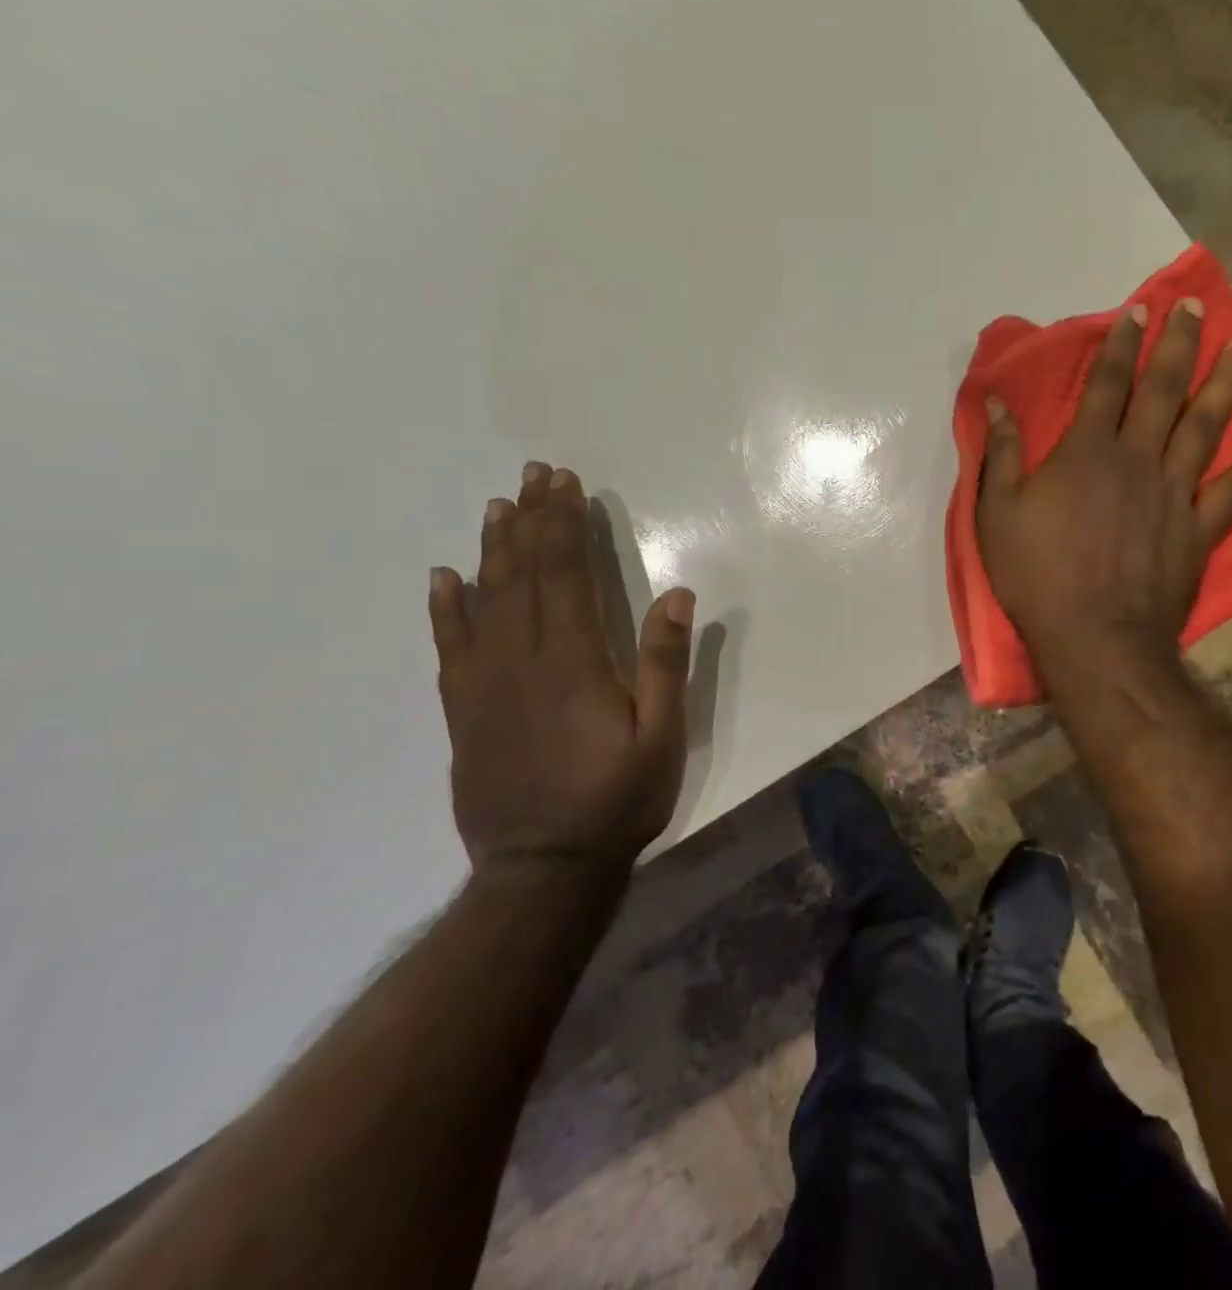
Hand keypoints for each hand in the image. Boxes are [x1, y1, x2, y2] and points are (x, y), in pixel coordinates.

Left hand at [428, 462, 693, 883]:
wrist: (543, 868)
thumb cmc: (618, 798)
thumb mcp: (663, 734)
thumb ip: (665, 663)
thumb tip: (676, 593)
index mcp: (574, 662)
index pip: (567, 576)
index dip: (565, 526)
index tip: (565, 484)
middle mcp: (522, 661)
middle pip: (524, 576)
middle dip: (532, 521)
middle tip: (534, 475)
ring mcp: (486, 685)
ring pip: (486, 601)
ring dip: (493, 549)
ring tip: (498, 507)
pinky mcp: (465, 711)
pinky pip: (450, 647)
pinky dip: (446, 608)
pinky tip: (444, 578)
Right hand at [976, 298, 1231, 675]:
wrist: (1096, 638)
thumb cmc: (1038, 578)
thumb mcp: (997, 516)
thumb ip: (1001, 455)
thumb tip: (997, 403)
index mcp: (1087, 452)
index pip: (1108, 383)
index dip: (1122, 343)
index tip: (1137, 310)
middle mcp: (1138, 459)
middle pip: (1163, 390)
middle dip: (1178, 343)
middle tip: (1194, 306)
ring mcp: (1176, 492)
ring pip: (1206, 425)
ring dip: (1226, 382)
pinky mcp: (1201, 529)